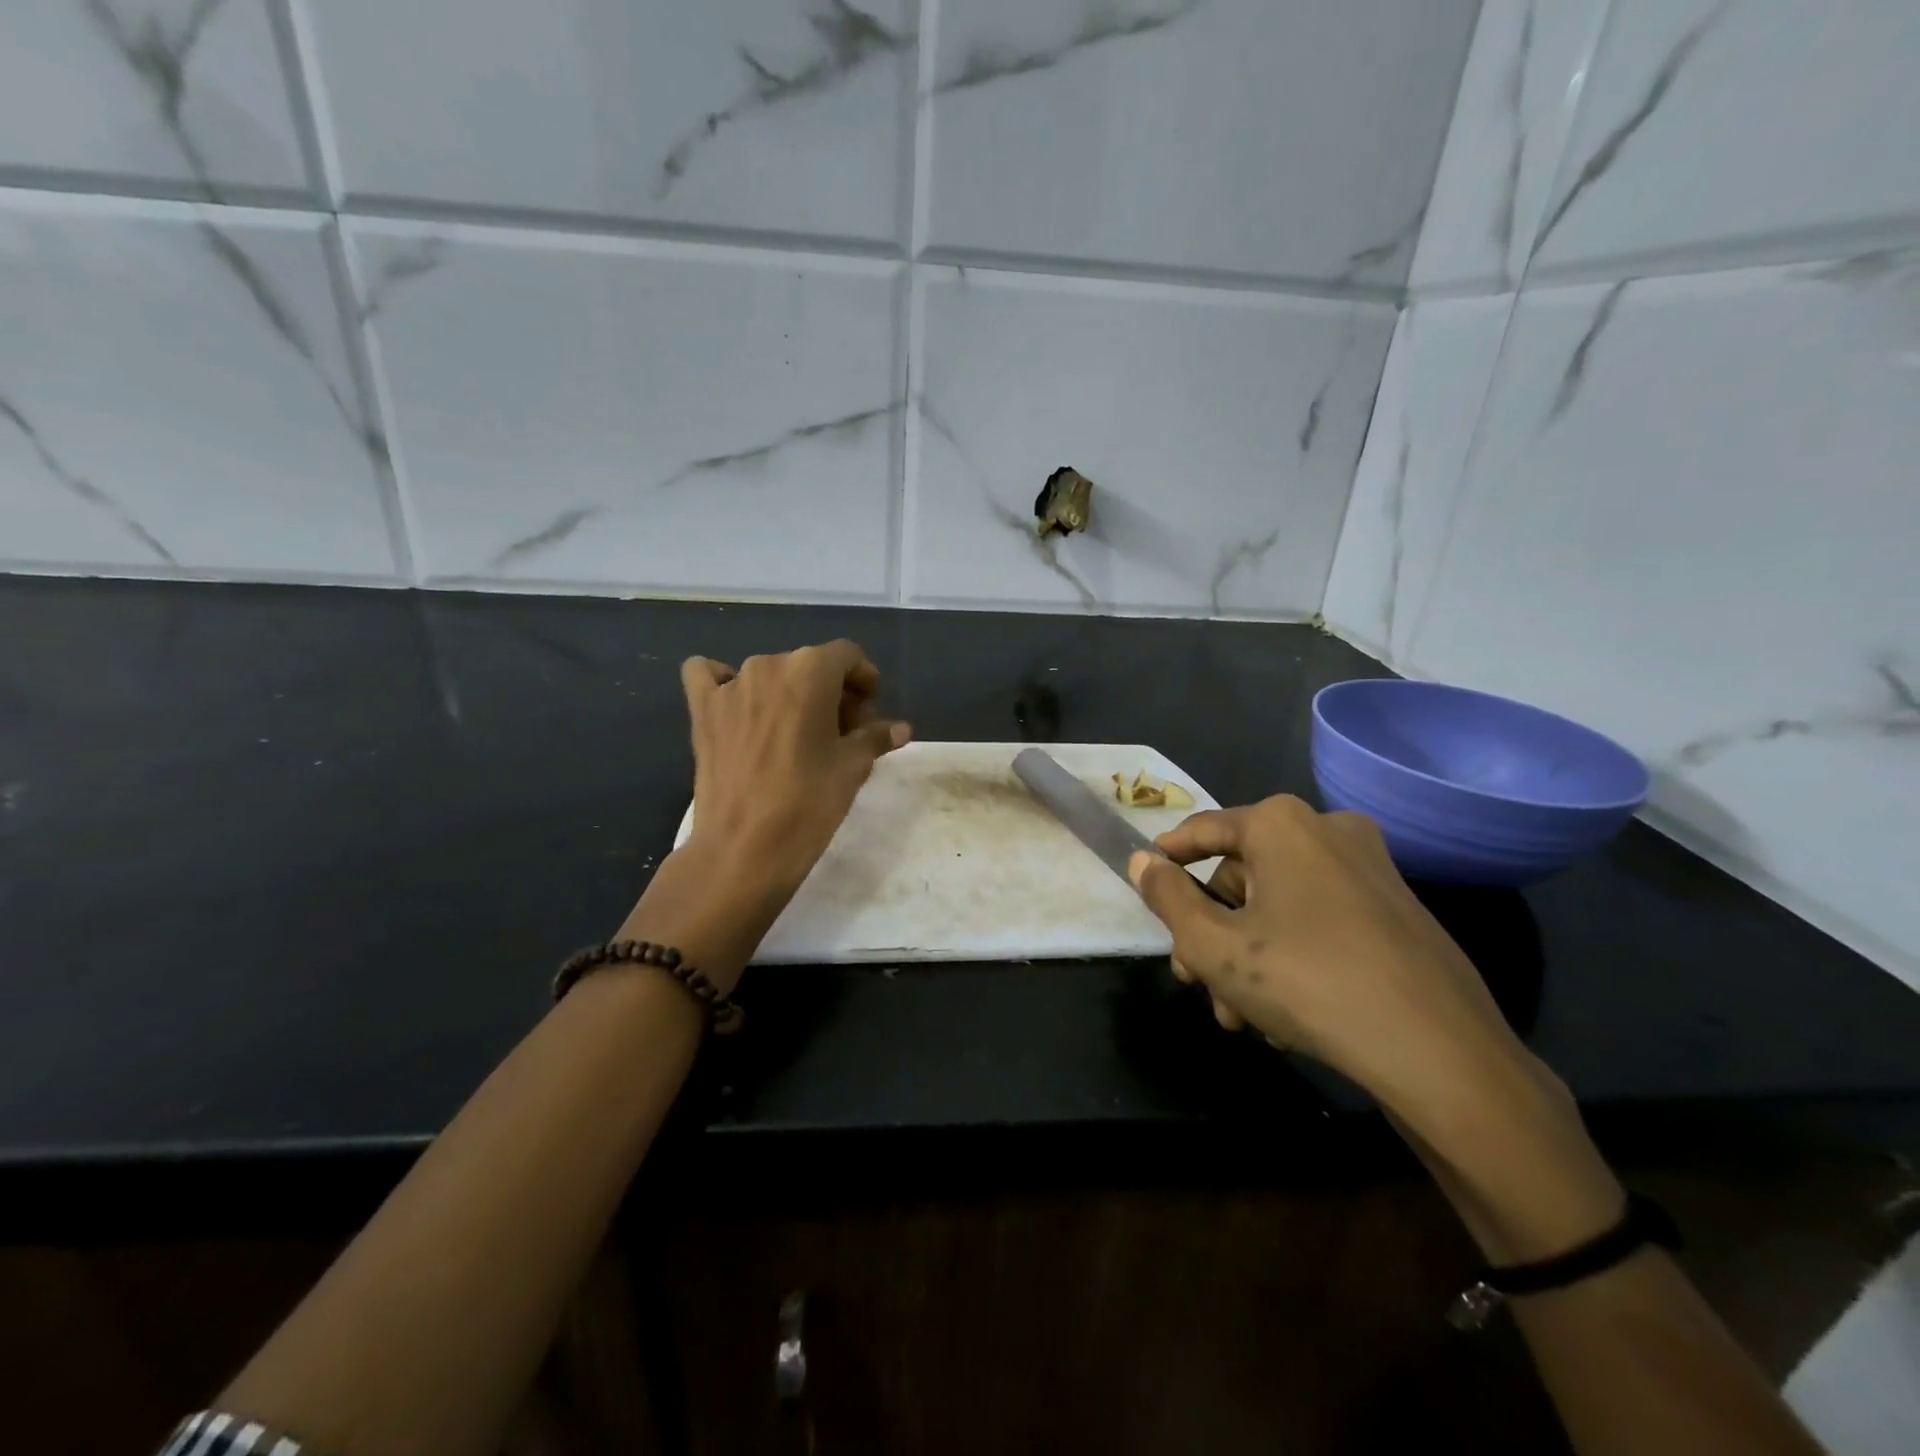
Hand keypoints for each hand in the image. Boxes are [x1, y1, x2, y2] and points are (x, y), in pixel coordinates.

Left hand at [680, 640, 910, 894]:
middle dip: (832, 692)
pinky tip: (740, 709)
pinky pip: (709, 676)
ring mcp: (729, 686)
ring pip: (771, 675)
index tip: (870, 713)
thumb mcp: (852, 768)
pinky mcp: (701, 711)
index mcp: (810, 671)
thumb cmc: (809, 803)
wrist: (744, 849)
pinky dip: (725, 683)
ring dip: (791, 694)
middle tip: (843, 734)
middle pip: (810, 665)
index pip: (847, 656)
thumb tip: (901, 729)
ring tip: (800, 735)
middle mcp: (767, 665)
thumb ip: (876, 737)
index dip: (865, 680)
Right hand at [1128, 796, 1542, 1129]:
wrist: (1440, 1052)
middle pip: (1242, 875)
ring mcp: (1370, 869)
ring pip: (1279, 904)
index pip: (1203, 830)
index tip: (1146, 883)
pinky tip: (1283, 1015)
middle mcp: (1327, 831)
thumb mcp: (1214, 945)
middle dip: (1212, 931)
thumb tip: (1141, 861)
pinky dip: (1291, 954)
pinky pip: (1320, 919)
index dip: (1168, 858)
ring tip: (1238, 1016)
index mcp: (1281, 824)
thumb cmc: (1307, 982)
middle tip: (1195, 980)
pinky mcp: (1398, 909)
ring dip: (1247, 954)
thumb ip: (1167, 897)